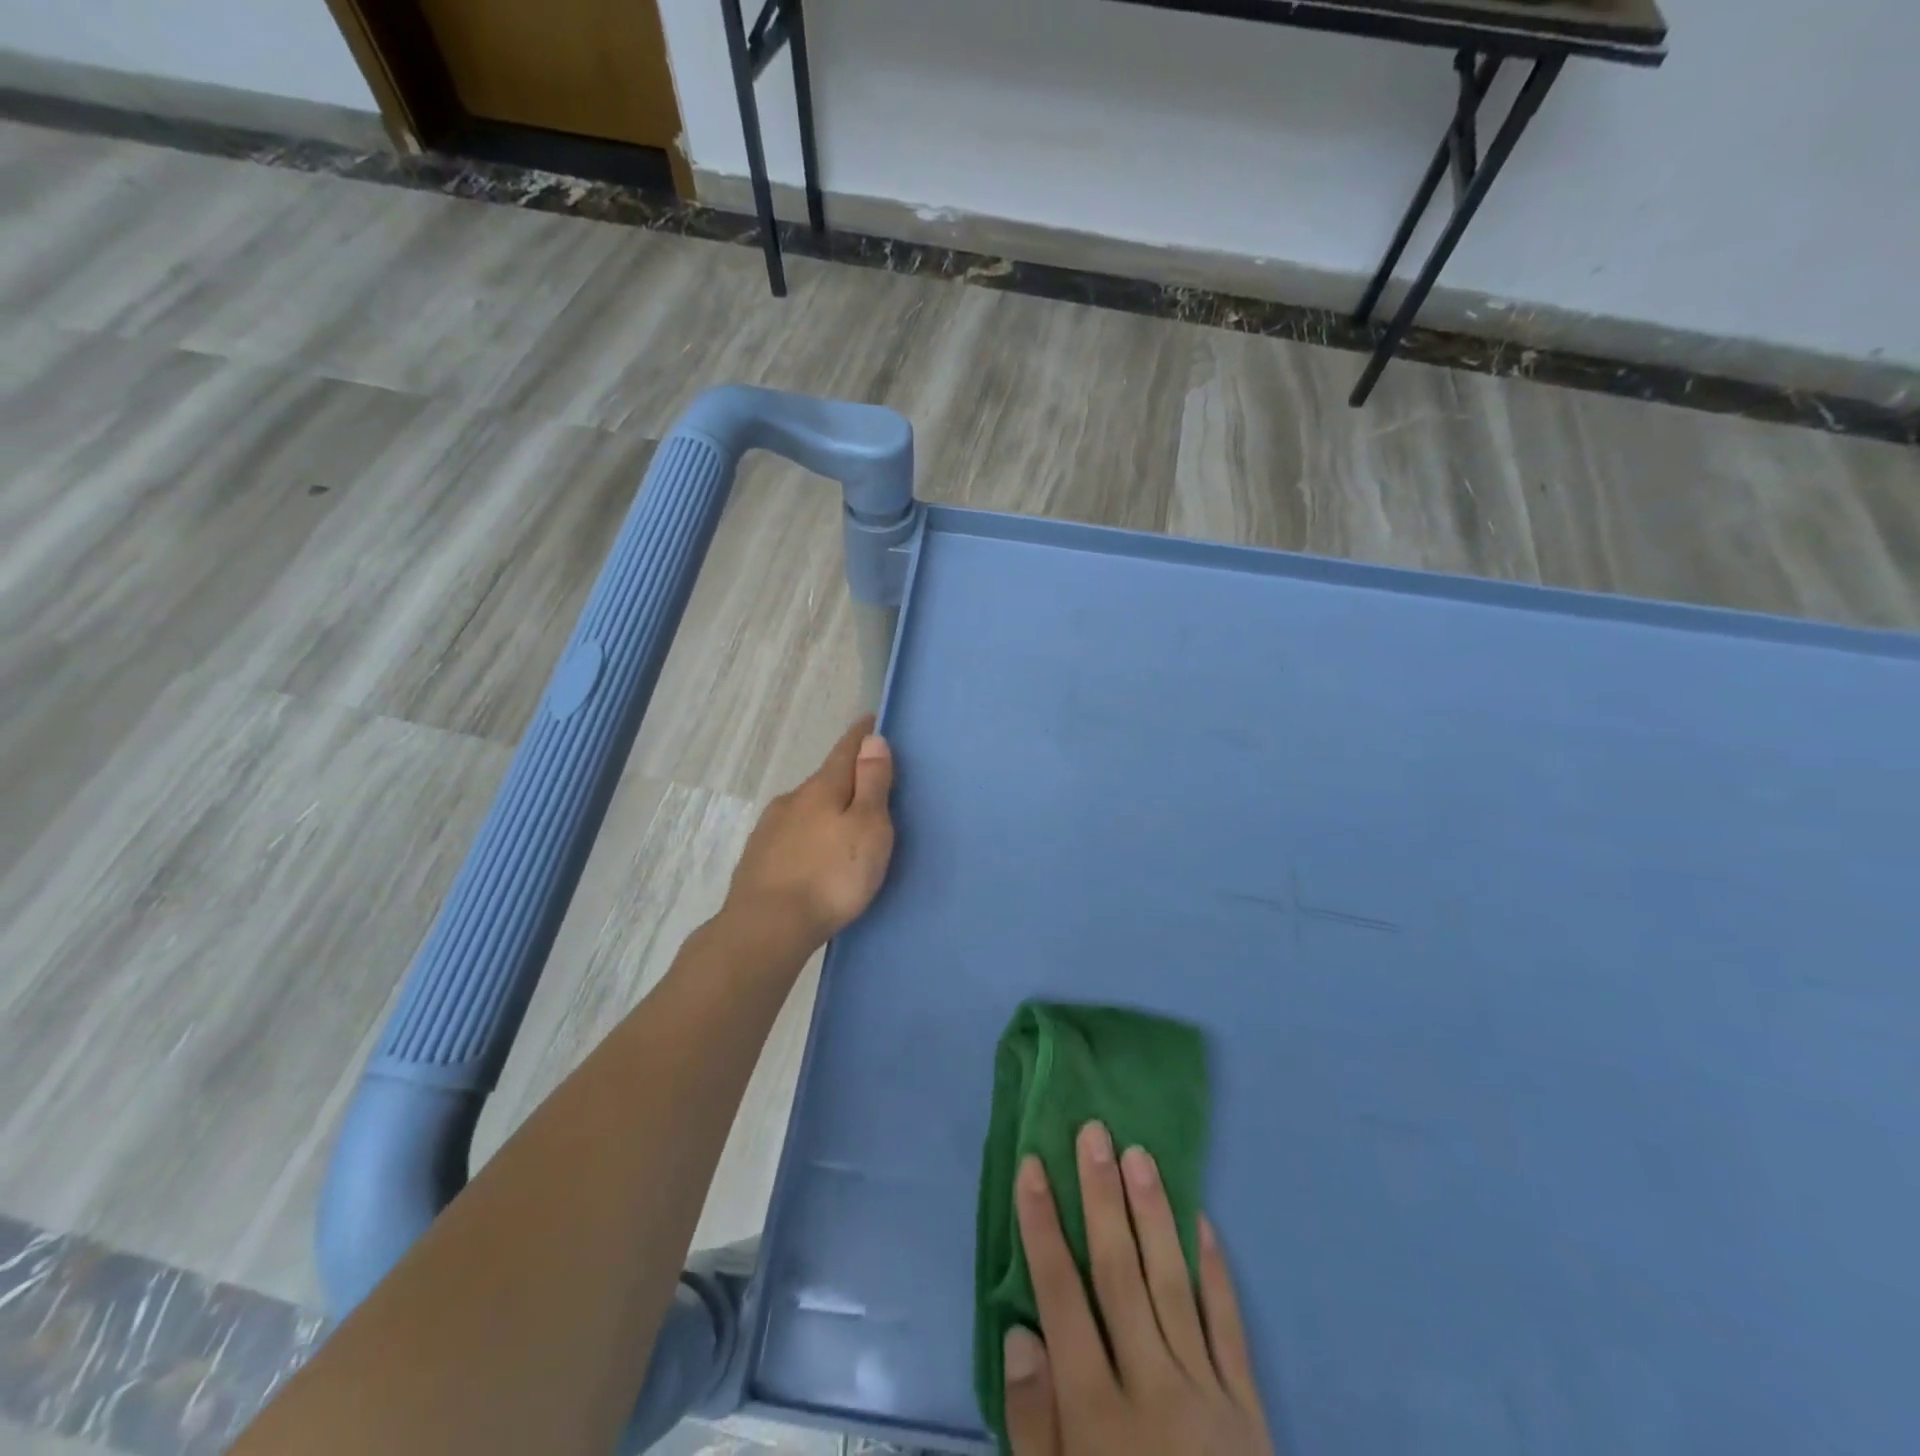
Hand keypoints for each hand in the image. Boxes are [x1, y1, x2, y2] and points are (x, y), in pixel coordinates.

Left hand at [724, 716, 894, 949]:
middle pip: (825, 780)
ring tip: (843, 827)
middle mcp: (792, 799)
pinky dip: (808, 835)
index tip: (870, 721)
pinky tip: (814, 854)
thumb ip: (871, 783)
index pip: (845, 750)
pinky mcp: (758, 858)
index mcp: (822, 788)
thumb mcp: (868, 828)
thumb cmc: (830, 876)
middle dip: (846, 778)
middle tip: (868, 786)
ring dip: (825, 809)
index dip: (861, 735)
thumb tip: (872, 739)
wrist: (766, 927)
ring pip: (806, 808)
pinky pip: (792, 834)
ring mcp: (770, 829)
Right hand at [1004, 1123, 1274, 1455]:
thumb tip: (1021, 1332)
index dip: (1044, 1226)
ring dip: (1153, 1214)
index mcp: (1099, 1416)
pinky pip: (1229, 1326)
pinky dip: (1215, 1271)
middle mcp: (1153, 1388)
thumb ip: (1035, 1426)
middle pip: (1119, 1273)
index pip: (1062, 1297)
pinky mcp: (1250, 1408)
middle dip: (1101, 1197)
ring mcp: (1209, 1394)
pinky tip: (1202, 1222)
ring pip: (1173, 1283)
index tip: (1033, 1165)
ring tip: (1139, 1153)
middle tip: (1093, 1132)